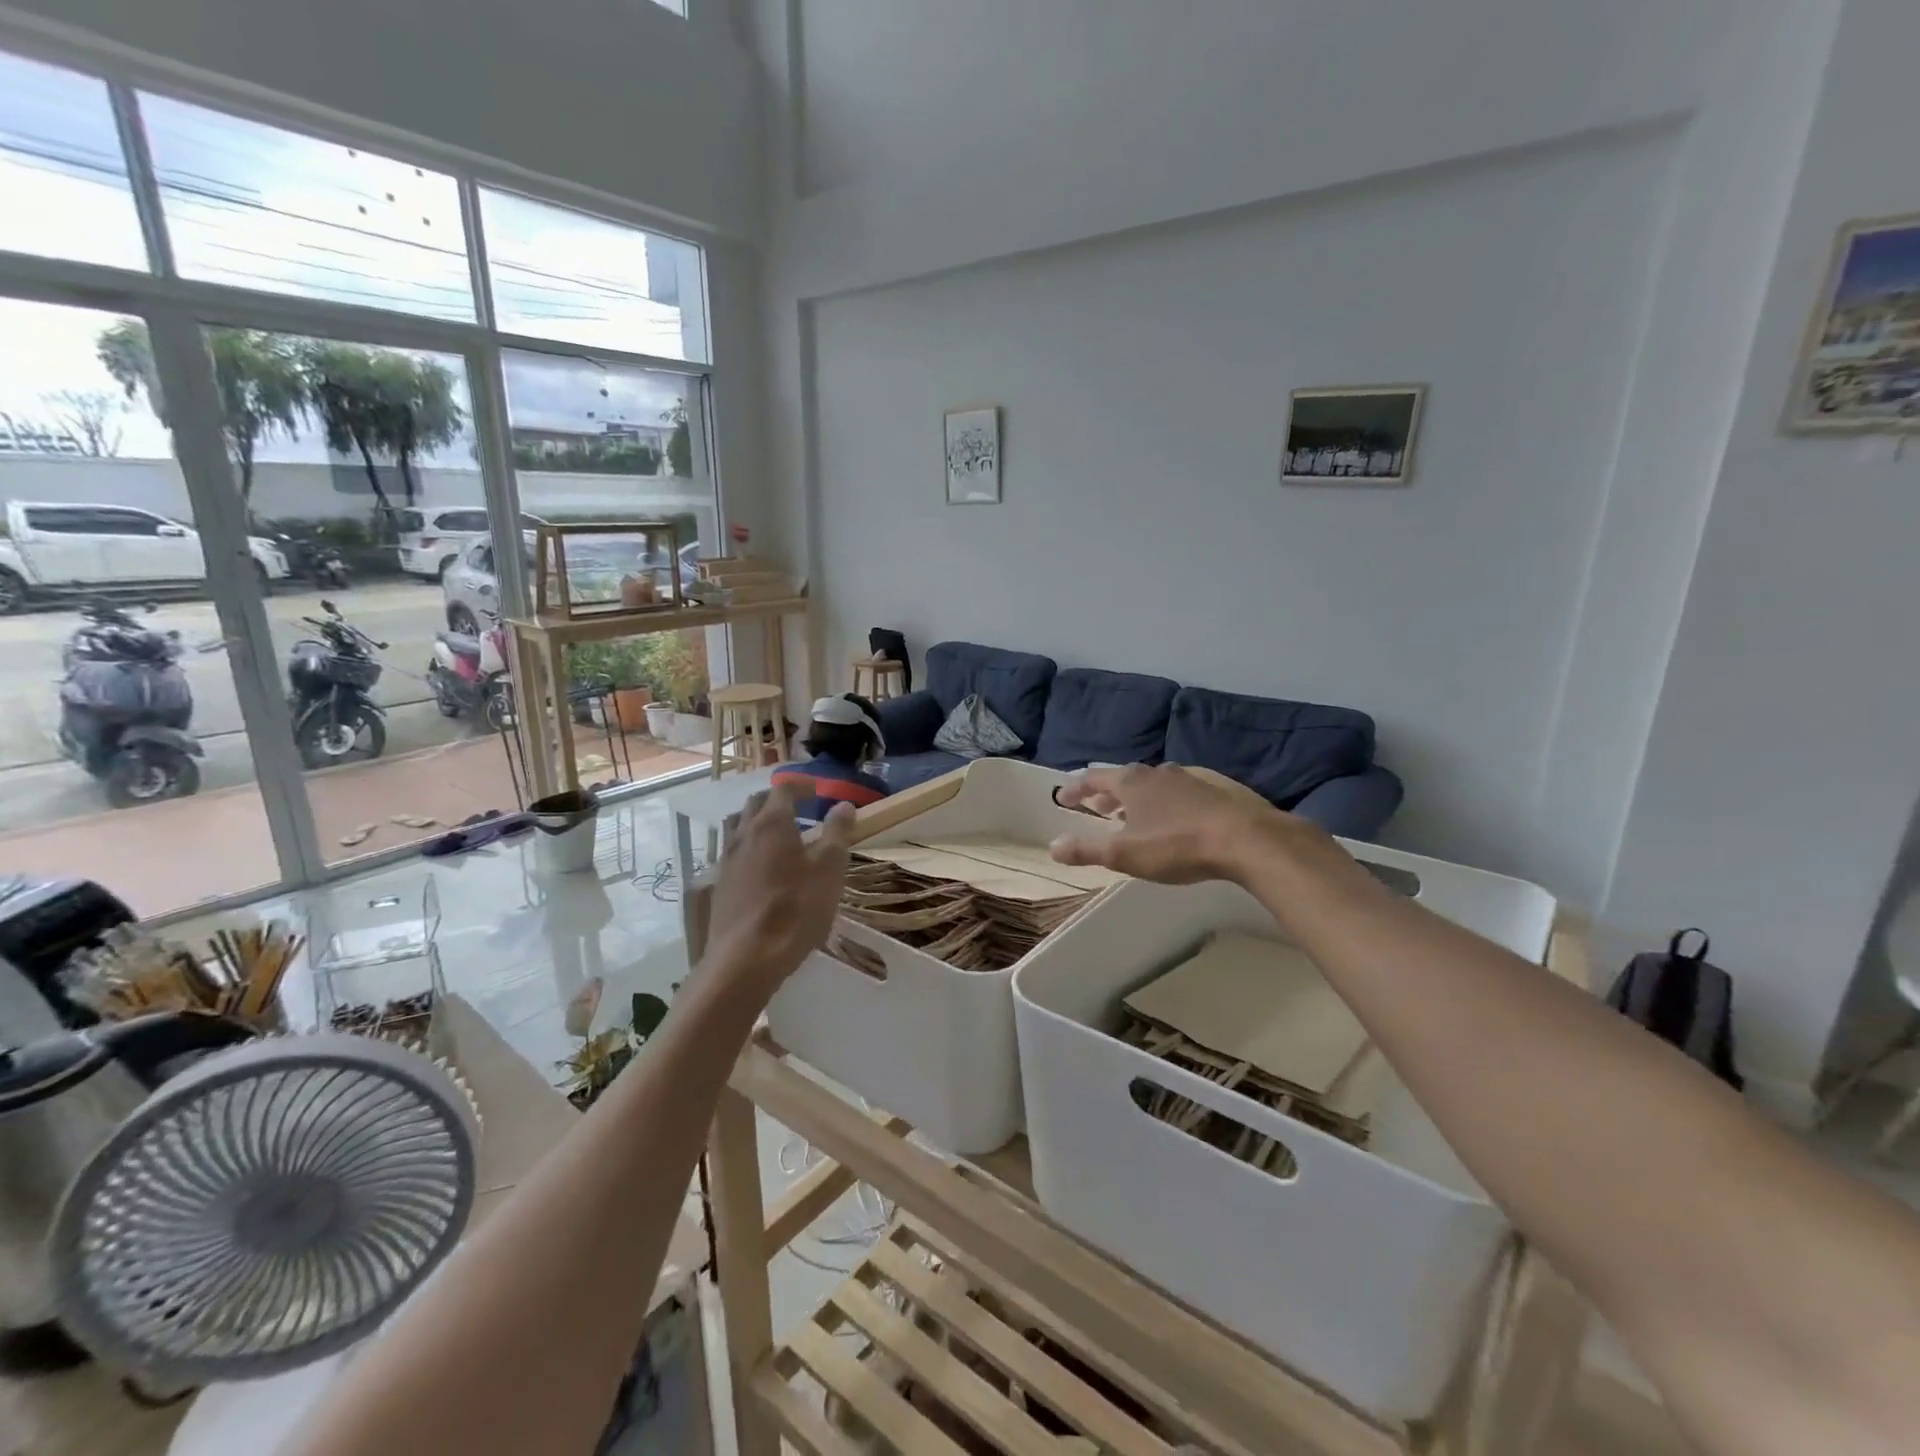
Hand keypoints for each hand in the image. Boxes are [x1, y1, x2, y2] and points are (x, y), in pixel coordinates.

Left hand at [701, 781, 855, 1000]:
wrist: (747, 957)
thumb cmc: (796, 908)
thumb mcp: (829, 868)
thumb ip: (837, 832)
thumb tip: (843, 804)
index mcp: (773, 822)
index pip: (784, 789)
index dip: (801, 786)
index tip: (817, 791)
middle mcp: (744, 833)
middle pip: (756, 803)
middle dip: (778, 799)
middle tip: (799, 808)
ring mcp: (727, 859)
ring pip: (739, 825)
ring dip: (758, 821)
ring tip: (778, 834)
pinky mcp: (719, 884)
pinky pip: (733, 851)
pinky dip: (749, 846)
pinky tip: (762, 867)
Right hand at [1050, 763, 1321, 884]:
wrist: (1246, 839)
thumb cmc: (1176, 845)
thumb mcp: (1124, 854)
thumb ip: (1086, 849)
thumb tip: (1054, 845)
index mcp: (1131, 782)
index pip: (1094, 779)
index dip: (1076, 789)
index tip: (1064, 798)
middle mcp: (1158, 772)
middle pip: (1124, 779)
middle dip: (1107, 794)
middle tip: (1097, 808)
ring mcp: (1190, 778)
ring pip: (1154, 784)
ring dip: (1138, 798)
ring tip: (1134, 814)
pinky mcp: (1217, 788)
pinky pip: (1181, 791)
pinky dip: (1167, 801)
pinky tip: (1176, 816)